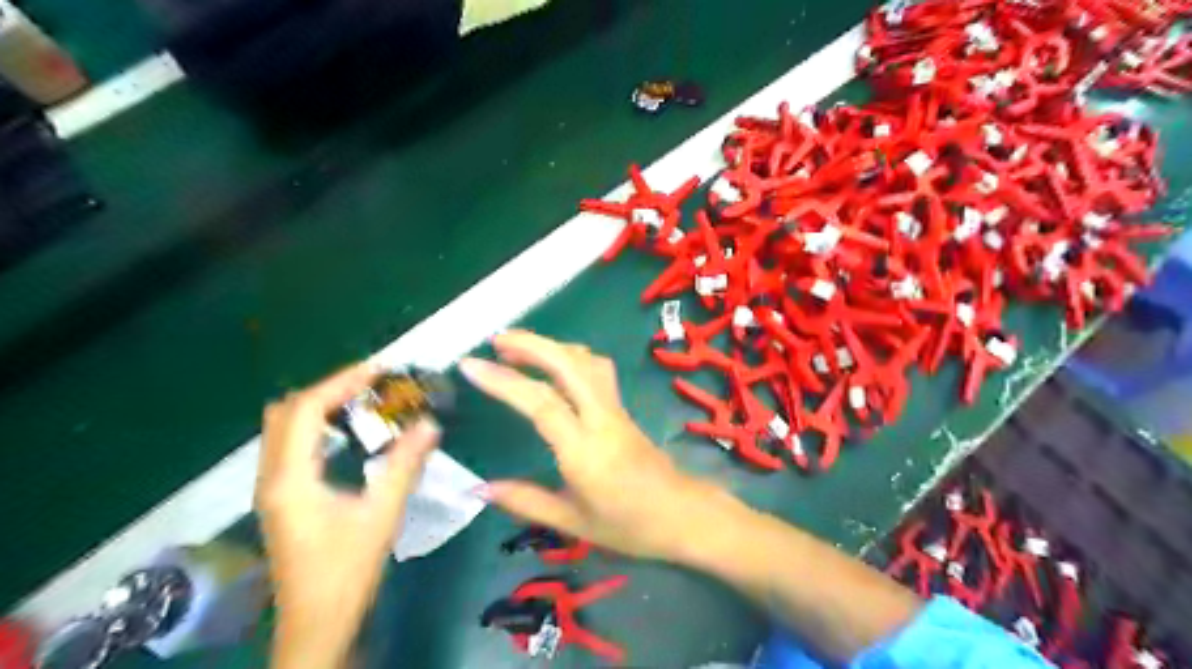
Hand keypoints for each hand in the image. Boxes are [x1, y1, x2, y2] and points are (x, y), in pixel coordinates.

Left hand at [257, 362, 442, 668]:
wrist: (317, 623)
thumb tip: (430, 423)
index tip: (377, 369)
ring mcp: (272, 487)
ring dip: (320, 405)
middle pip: (287, 411)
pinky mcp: (281, 497)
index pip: (306, 410)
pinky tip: (349, 433)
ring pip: (284, 427)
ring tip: (363, 399)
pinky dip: (317, 425)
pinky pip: (291, 444)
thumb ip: (405, 465)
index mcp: (291, 478)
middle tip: (373, 383)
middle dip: (329, 388)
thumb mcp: (382, 515)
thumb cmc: (347, 570)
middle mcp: (272, 476)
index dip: (340, 382)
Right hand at [456, 333, 741, 562]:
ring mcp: (615, 409)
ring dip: (552, 345)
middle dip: (531, 344)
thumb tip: (479, 487)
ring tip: (518, 347)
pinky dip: (571, 356)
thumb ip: (526, 501)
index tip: (470, 365)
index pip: (540, 402)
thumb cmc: (629, 525)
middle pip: (568, 364)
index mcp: (584, 450)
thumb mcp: (573, 523)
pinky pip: (596, 370)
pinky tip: (555, 364)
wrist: (683, 514)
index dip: (503, 380)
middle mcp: (601, 418)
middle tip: (495, 340)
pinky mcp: (622, 408)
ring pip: (586, 361)